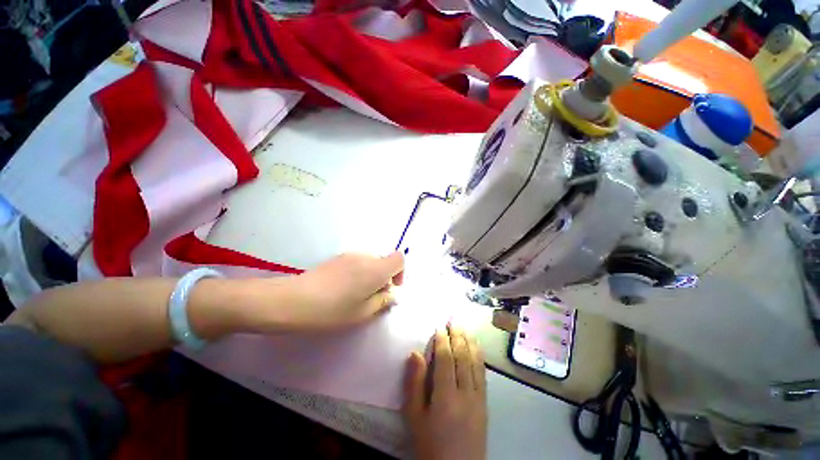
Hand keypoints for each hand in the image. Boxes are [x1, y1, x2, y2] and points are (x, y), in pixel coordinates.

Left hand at [267, 252, 404, 330]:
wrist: (293, 300)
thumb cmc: (332, 311)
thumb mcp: (362, 313)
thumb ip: (382, 301)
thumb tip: (391, 295)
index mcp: (375, 269)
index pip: (399, 258)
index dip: (400, 272)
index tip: (390, 288)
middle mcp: (365, 257)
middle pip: (384, 261)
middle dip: (384, 277)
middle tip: (371, 298)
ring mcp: (350, 255)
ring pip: (370, 262)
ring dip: (371, 276)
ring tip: (355, 295)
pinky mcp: (337, 257)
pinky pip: (357, 262)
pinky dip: (359, 273)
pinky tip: (342, 288)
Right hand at [403, 326, 486, 459]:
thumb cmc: (430, 444)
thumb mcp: (414, 417)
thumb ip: (414, 384)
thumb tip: (416, 353)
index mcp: (445, 396)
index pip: (445, 358)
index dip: (442, 340)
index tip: (439, 327)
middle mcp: (465, 393)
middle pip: (462, 356)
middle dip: (457, 335)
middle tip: (453, 319)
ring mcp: (478, 397)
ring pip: (475, 362)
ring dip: (469, 341)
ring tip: (465, 327)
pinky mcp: (485, 403)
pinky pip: (483, 373)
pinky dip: (479, 356)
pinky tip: (476, 347)